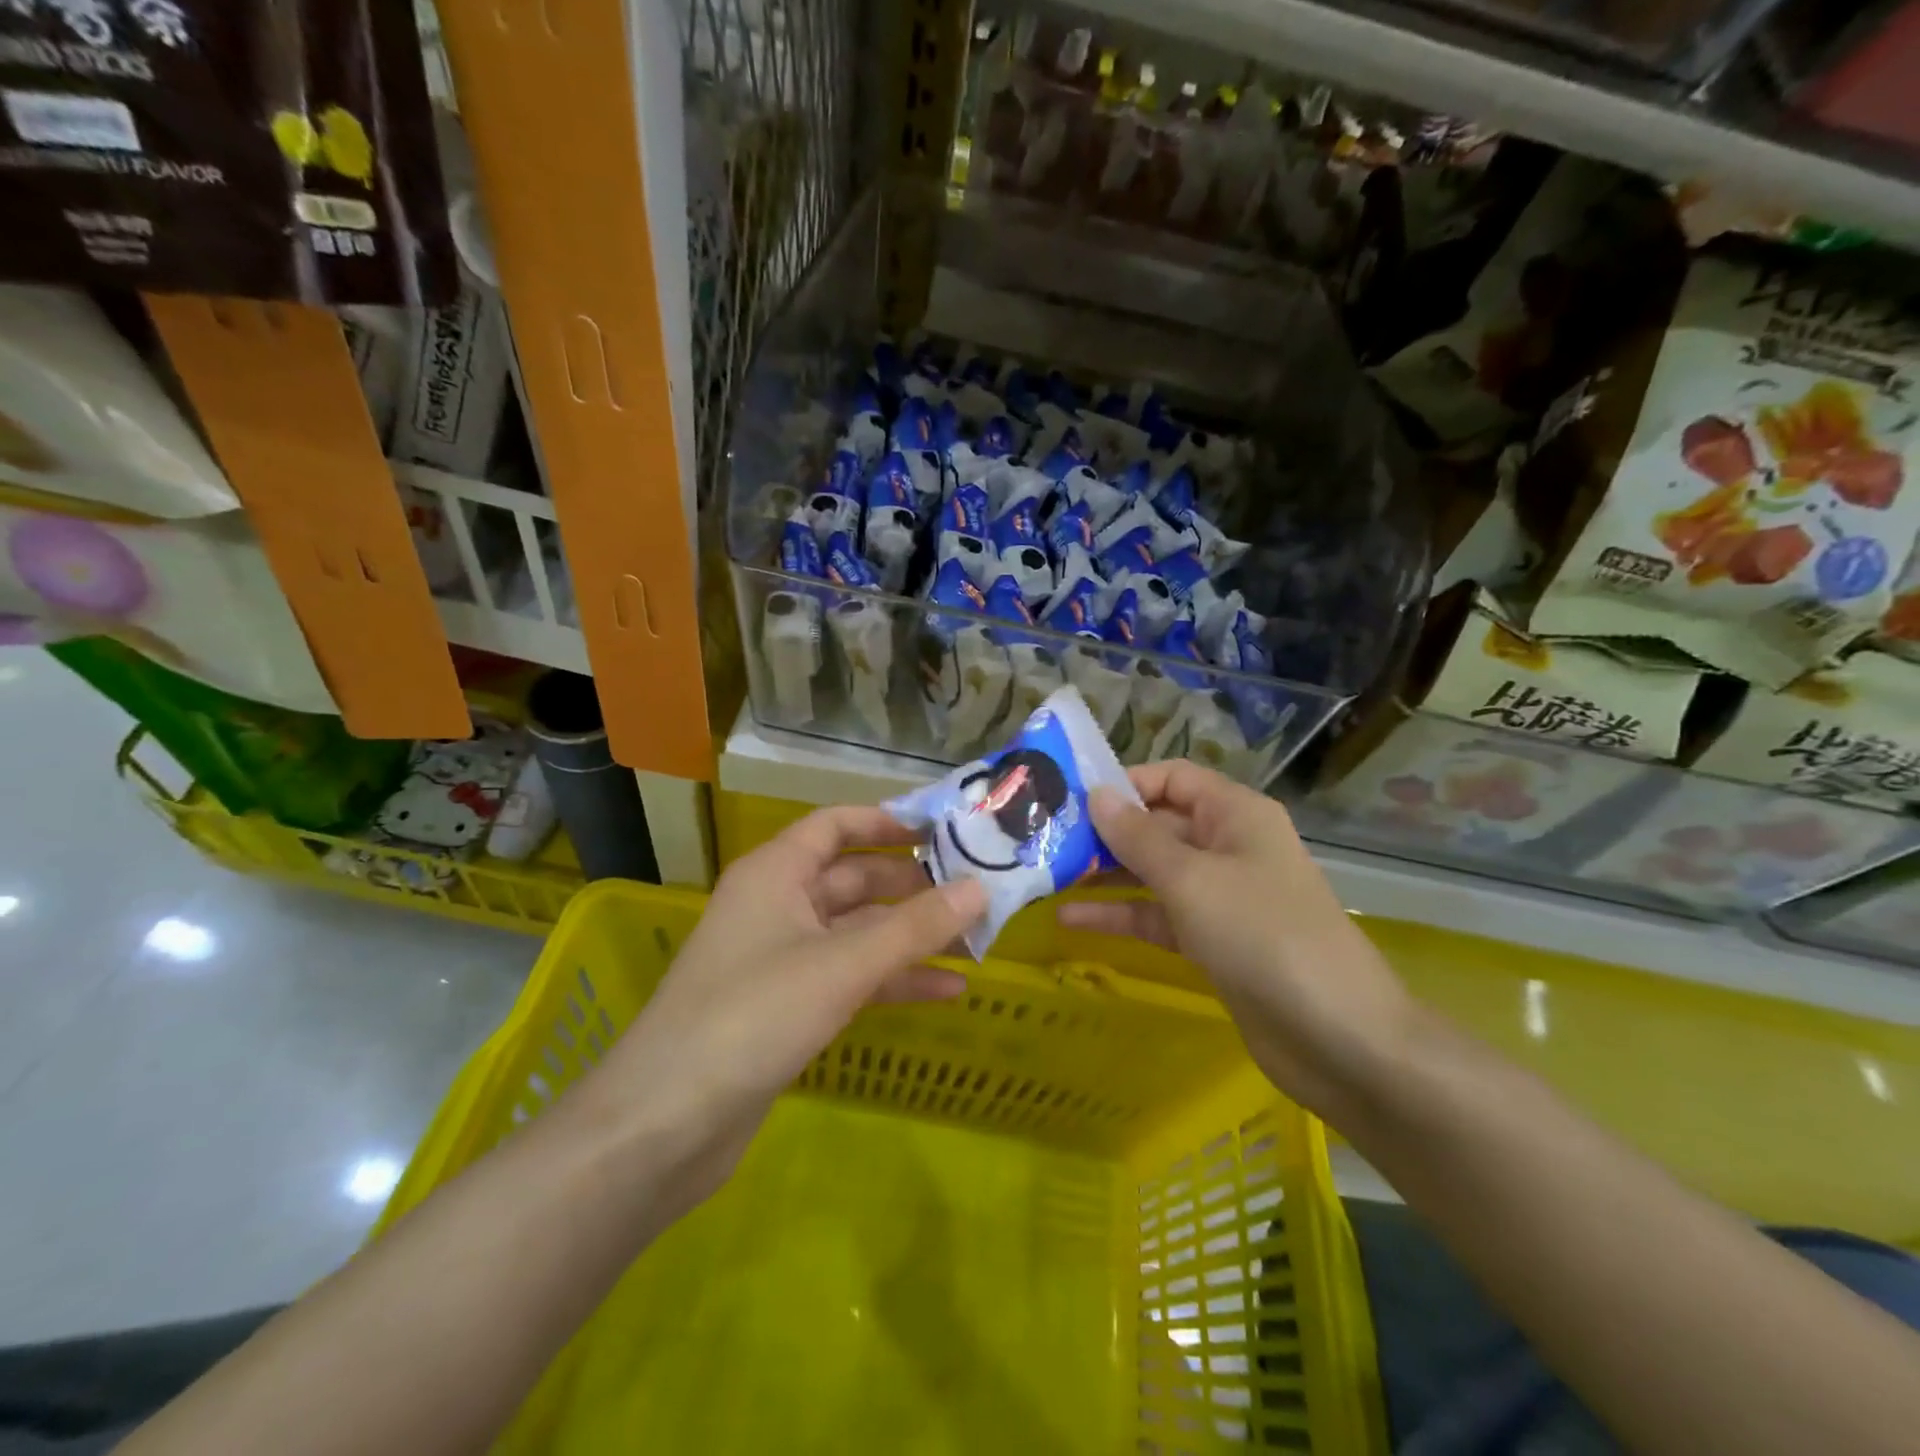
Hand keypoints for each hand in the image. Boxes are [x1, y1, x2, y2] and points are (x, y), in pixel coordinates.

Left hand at [579, 807, 986, 1212]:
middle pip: (854, 879)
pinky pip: (851, 977)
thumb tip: (980, 888)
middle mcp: (778, 904)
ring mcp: (782, 958)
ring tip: (975, 939)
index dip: (887, 822)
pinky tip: (947, 990)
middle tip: (975, 890)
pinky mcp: (788, 1007)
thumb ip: (915, 927)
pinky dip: (893, 980)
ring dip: (910, 936)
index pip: (835, 825)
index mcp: (776, 872)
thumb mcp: (843, 964)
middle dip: (912, 886)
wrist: (666, 1124)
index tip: (944, 831)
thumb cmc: (753, 1015)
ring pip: (857, 932)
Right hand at [1058, 760, 1415, 1120]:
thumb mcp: (1191, 879)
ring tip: (1047, 876)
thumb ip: (1138, 837)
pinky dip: (1120, 915)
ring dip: (1105, 875)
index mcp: (1235, 815)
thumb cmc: (1263, 935)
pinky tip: (1070, 919)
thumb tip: (1096, 795)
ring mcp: (1220, 897)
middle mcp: (1228, 846)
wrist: (1338, 1038)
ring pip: (1153, 873)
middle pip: (1158, 825)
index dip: (1124, 783)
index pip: (1171, 778)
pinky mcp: (1212, 942)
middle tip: (1045, 840)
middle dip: (1105, 833)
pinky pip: (1158, 916)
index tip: (1070, 798)